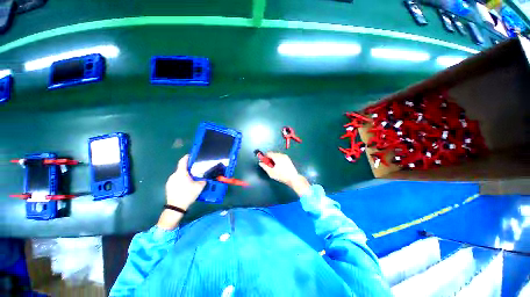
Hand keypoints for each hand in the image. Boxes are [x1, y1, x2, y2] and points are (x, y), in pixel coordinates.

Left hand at [165, 155, 205, 209]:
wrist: (176, 207)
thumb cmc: (188, 194)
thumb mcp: (199, 187)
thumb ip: (202, 180)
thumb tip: (204, 179)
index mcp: (181, 173)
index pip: (183, 161)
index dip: (187, 157)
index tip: (191, 155)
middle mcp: (174, 175)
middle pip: (181, 168)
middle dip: (188, 168)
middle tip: (195, 171)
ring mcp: (170, 181)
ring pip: (178, 175)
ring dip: (184, 175)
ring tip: (191, 179)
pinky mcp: (168, 186)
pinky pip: (176, 180)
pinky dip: (181, 180)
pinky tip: (185, 186)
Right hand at [258, 152, 309, 195]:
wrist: (293, 178)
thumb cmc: (281, 175)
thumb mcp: (271, 172)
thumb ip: (265, 167)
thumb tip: (260, 163)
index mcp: (277, 157)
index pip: (268, 153)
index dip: (265, 157)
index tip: (263, 161)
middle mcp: (281, 155)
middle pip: (273, 153)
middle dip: (269, 158)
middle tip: (268, 165)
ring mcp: (285, 156)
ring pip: (277, 155)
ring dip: (273, 159)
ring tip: (273, 166)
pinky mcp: (288, 159)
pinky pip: (280, 157)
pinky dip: (278, 159)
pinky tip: (278, 166)